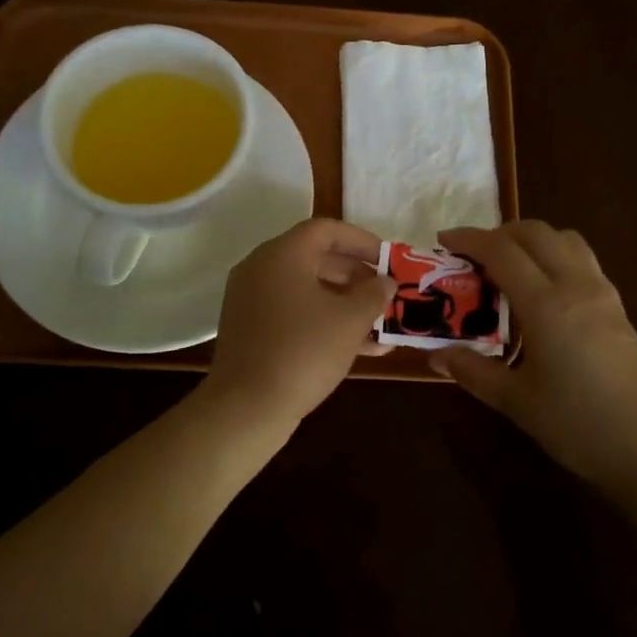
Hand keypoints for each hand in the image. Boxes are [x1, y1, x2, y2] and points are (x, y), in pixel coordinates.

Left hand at [206, 218, 395, 426]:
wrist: (247, 407)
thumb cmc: (303, 351)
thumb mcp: (350, 321)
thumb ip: (373, 294)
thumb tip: (386, 282)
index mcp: (282, 254)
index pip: (326, 229)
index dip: (362, 240)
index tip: (389, 259)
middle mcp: (261, 268)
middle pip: (315, 257)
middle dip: (356, 274)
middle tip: (386, 291)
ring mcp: (251, 299)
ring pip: (306, 289)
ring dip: (344, 302)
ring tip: (380, 323)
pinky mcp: (250, 328)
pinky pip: (293, 312)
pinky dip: (322, 320)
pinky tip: (358, 346)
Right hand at [433, 222, 636, 497]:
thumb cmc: (578, 426)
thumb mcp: (515, 401)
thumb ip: (473, 371)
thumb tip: (436, 355)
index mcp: (546, 305)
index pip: (502, 252)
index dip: (470, 239)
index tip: (444, 240)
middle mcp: (576, 287)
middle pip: (537, 233)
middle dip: (500, 233)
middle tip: (473, 254)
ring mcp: (603, 295)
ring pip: (566, 240)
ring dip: (532, 240)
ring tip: (508, 265)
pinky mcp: (619, 309)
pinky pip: (583, 261)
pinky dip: (555, 256)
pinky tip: (543, 291)